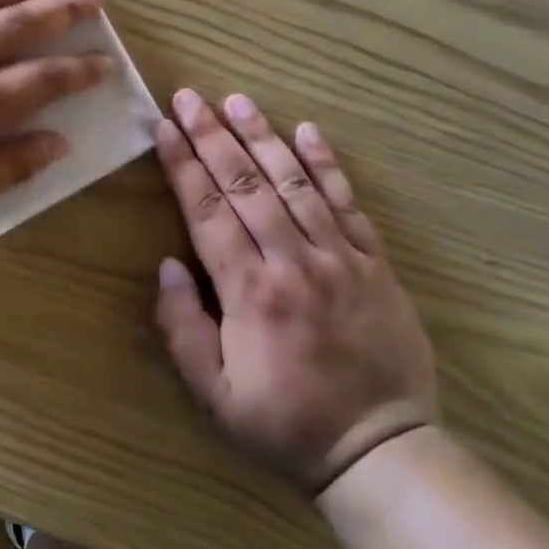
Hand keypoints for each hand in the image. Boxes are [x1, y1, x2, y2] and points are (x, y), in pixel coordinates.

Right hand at [152, 90, 437, 493]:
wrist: (382, 451)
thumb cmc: (286, 423)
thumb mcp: (215, 395)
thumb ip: (183, 329)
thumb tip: (167, 266)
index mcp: (250, 291)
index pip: (207, 211)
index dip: (183, 165)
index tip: (165, 127)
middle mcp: (293, 262)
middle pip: (245, 185)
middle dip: (212, 136)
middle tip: (190, 97)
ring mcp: (339, 258)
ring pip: (294, 183)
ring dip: (263, 137)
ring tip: (238, 101)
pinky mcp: (374, 264)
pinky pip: (348, 204)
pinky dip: (327, 165)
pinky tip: (307, 131)